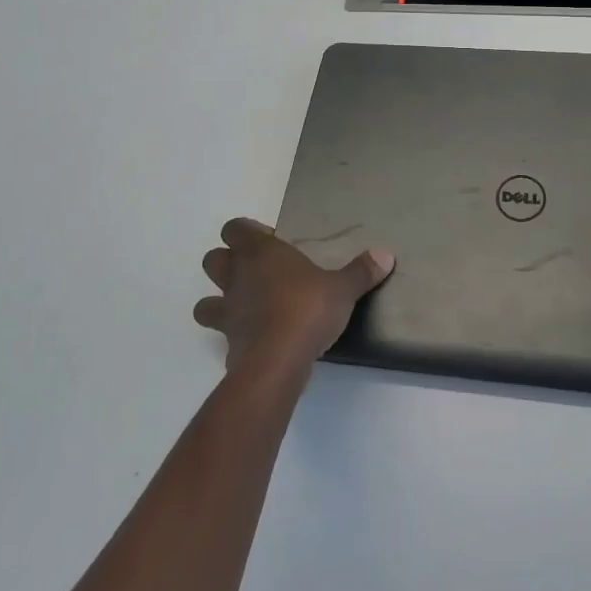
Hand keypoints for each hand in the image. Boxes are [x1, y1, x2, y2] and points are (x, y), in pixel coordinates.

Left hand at [195, 218, 394, 377]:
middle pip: (213, 260)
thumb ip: (361, 271)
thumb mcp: (343, 289)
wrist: (278, 362)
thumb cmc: (308, 310)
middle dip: (227, 262)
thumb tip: (385, 254)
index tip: (270, 241)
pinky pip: (224, 336)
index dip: (246, 232)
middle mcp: (237, 278)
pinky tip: (256, 342)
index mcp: (260, 254)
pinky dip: (235, 337)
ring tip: (245, 308)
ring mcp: (228, 313)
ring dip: (219, 302)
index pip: (234, 229)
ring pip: (205, 302)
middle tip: (257, 271)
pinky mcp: (228, 345)